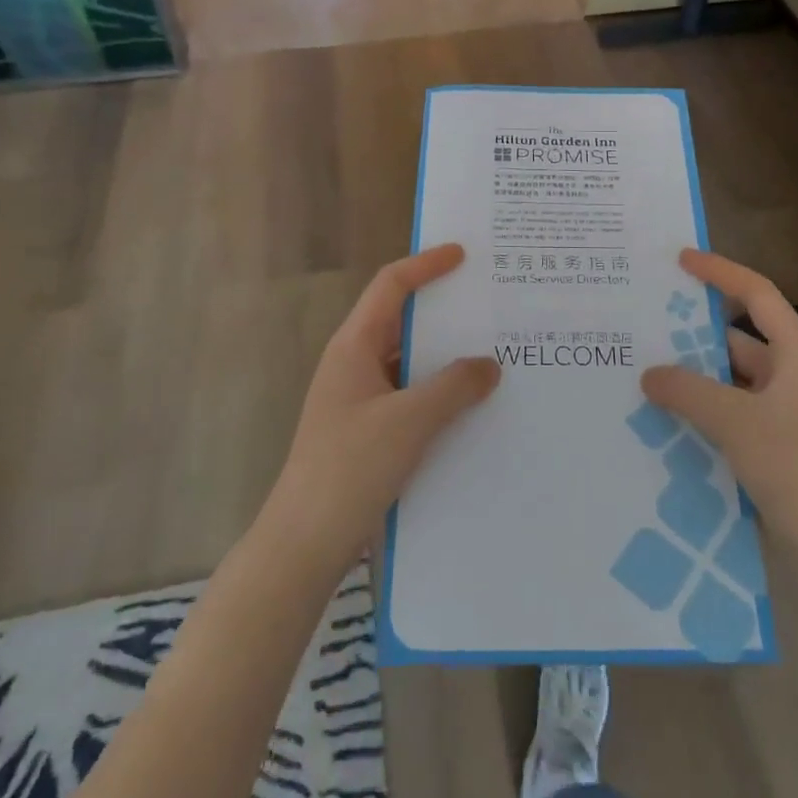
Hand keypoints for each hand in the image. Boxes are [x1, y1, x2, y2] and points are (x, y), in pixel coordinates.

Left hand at [260, 245, 499, 571]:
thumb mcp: (409, 422)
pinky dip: (439, 392)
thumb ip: (454, 387)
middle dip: (444, 311)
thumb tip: (489, 364)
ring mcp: (360, 399)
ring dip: (445, 357)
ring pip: (408, 362)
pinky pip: (410, 395)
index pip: (390, 286)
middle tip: (489, 304)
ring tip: (493, 353)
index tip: (463, 254)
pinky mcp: (369, 430)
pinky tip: (472, 406)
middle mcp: (355, 364)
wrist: (304, 543)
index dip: (426, 265)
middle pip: (401, 320)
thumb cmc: (350, 468)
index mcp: (354, 346)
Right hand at [641, 250, 797, 562]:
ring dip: (692, 380)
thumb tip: (649, 373)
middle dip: (693, 335)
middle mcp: (791, 379)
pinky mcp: (773, 451)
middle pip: (738, 341)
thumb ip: (688, 391)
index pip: (757, 295)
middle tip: (644, 326)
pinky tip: (662, 421)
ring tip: (641, 373)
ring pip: (729, 383)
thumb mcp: (737, 422)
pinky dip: (700, 414)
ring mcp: (783, 418)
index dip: (720, 273)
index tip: (680, 260)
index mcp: (796, 356)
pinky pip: (729, 418)